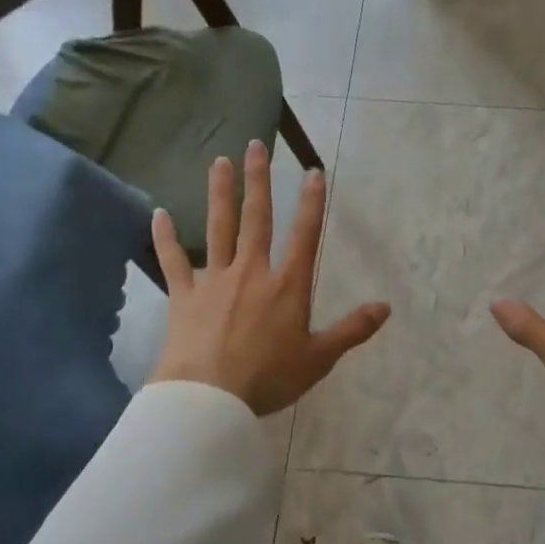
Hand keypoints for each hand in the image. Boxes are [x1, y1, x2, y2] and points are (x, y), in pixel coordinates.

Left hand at [147, 141, 389, 415]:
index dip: (312, 202)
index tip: (313, 171)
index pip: (305, 235)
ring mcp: (214, 280)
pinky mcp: (183, 295)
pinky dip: (165, 237)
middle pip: (256, 218)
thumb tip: (386, 307)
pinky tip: (158, 214)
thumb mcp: (320, 358)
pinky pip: (172, 260)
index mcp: (287, 286)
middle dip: (258, 180)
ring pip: (217, 227)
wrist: (209, 397)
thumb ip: (353, 329)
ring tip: (218, 161)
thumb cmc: (269, 378)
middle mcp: (251, 272)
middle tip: (255, 146)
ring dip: (219, 193)